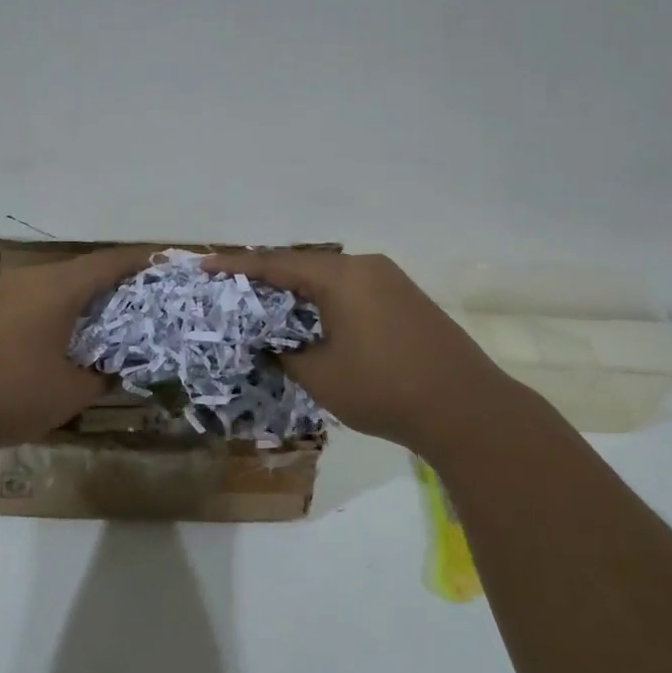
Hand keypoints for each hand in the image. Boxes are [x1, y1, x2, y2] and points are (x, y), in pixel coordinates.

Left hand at [0, 246, 154, 458]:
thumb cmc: (6, 395)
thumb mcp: (68, 393)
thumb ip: (101, 377)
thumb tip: (115, 370)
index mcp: (56, 288)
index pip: (110, 262)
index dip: (142, 262)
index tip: (166, 267)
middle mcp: (28, 279)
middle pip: (82, 271)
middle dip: (114, 285)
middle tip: (141, 307)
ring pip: (53, 286)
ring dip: (81, 300)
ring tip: (103, 327)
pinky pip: (29, 301)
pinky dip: (53, 312)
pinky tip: (56, 341)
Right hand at [200, 250, 511, 452]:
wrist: (467, 409)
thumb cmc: (384, 388)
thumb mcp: (320, 375)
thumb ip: (286, 353)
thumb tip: (274, 345)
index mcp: (341, 276)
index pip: (277, 263)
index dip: (237, 266)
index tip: (204, 265)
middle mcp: (366, 267)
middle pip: (304, 266)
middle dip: (267, 278)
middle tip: (233, 290)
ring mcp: (392, 282)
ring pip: (330, 280)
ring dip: (298, 293)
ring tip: (267, 308)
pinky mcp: (407, 301)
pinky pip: (352, 292)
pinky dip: (325, 303)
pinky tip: (313, 322)